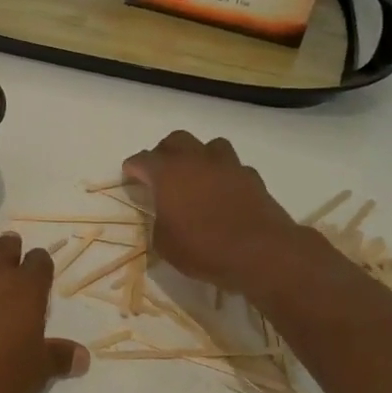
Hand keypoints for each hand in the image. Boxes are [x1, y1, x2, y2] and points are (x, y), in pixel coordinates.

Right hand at [123, 131, 299, 292]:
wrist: (261, 252)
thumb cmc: (204, 248)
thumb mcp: (165, 244)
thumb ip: (159, 223)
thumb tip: (165, 217)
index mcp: (167, 173)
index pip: (142, 160)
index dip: (133, 168)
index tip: (130, 176)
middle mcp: (196, 160)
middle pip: (176, 140)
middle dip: (165, 152)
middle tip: (162, 172)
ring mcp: (227, 166)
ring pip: (210, 145)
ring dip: (199, 156)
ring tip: (197, 175)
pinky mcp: (252, 177)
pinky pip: (234, 166)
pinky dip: (225, 174)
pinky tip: (225, 191)